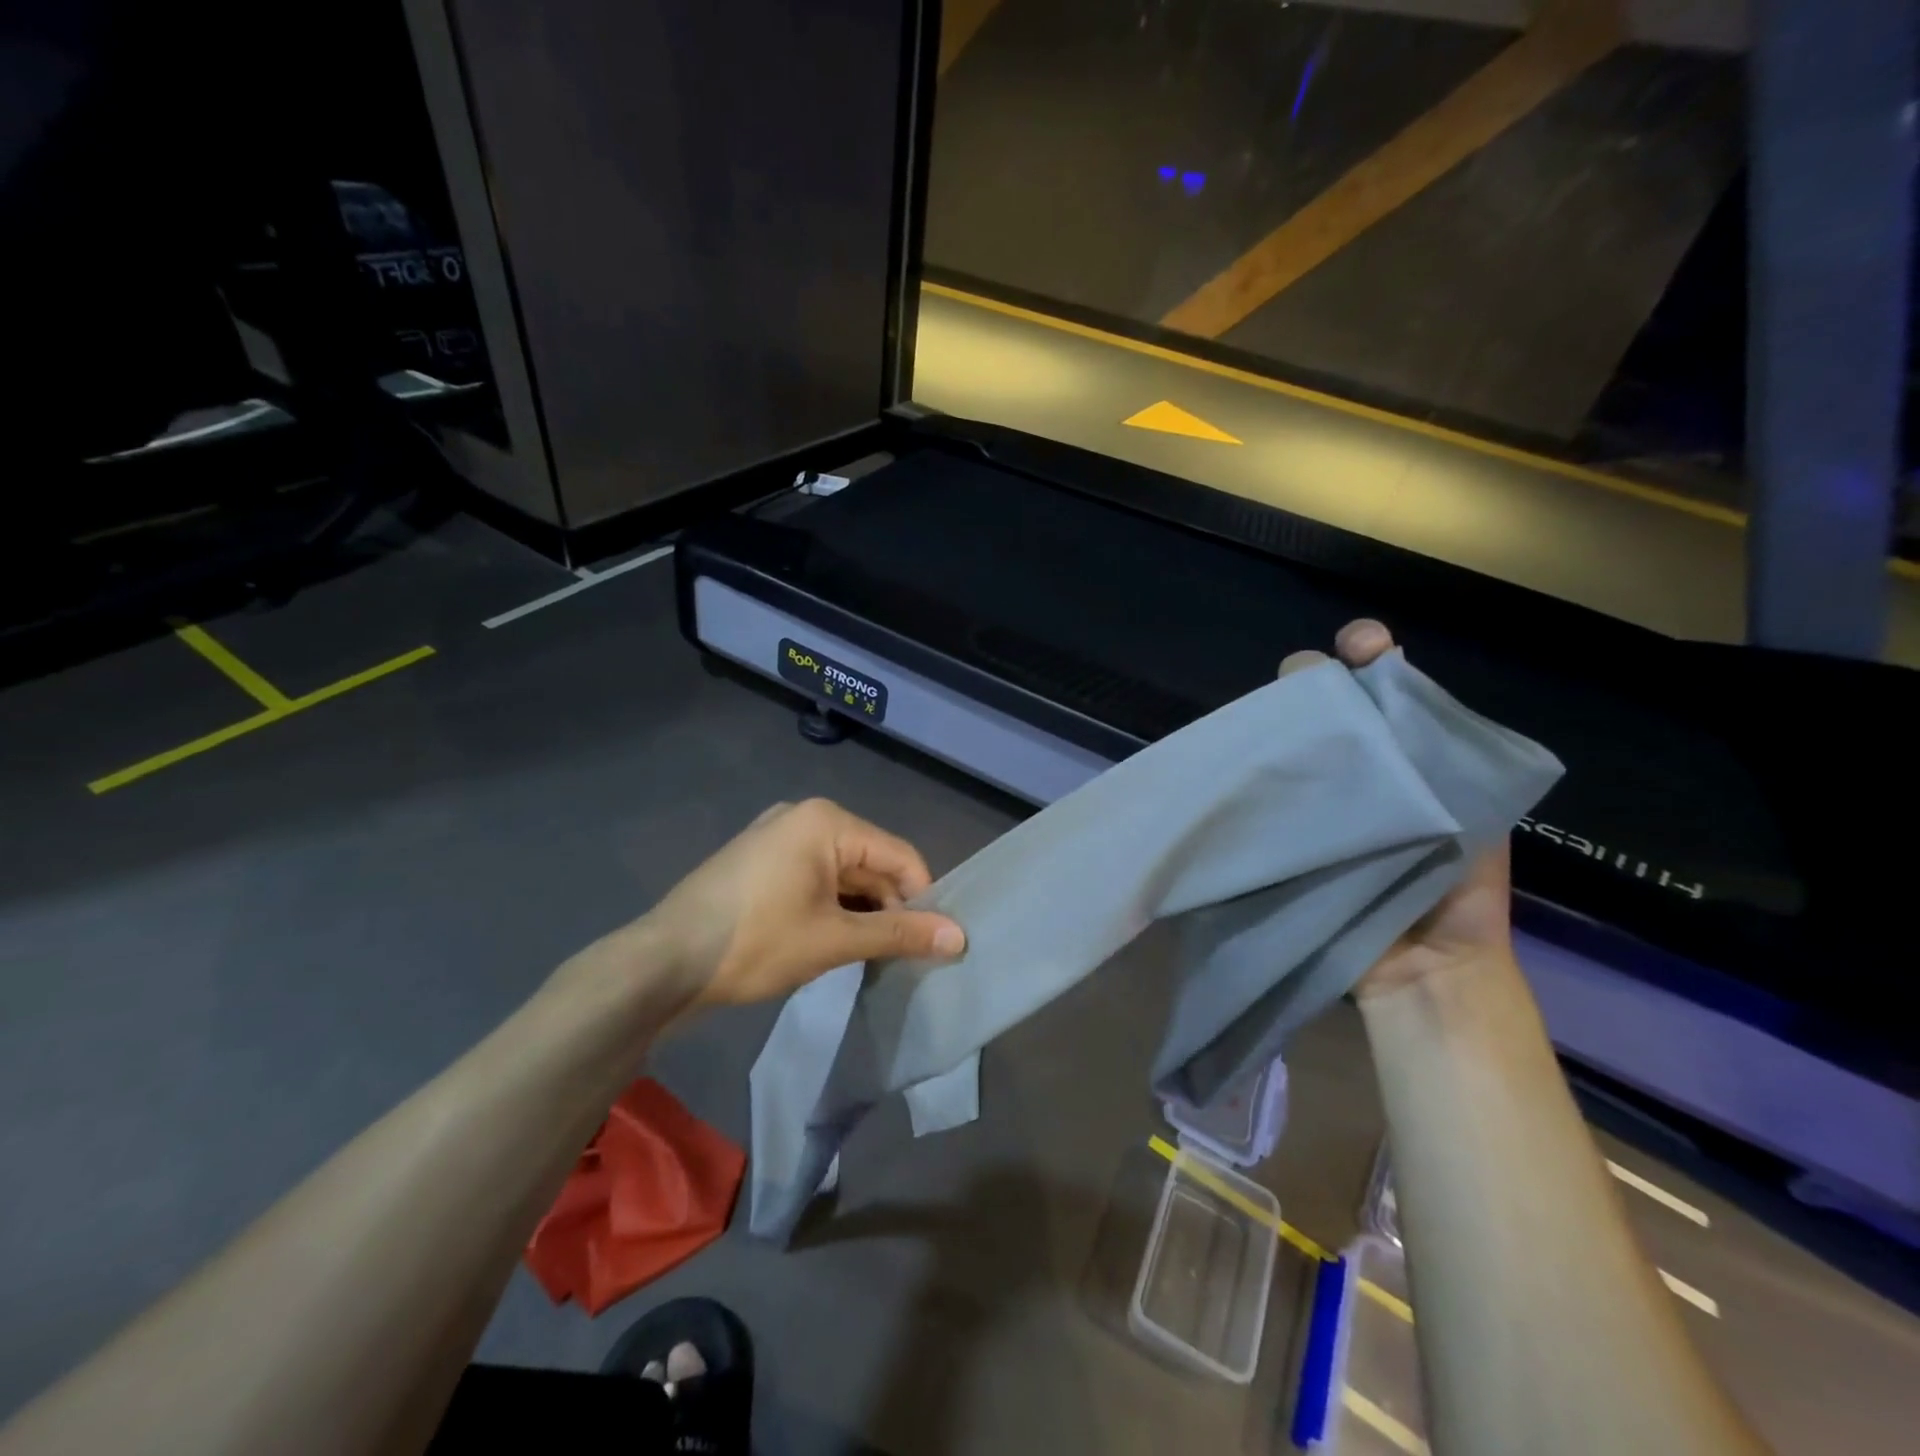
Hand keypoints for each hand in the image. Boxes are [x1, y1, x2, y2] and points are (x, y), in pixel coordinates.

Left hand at [638, 798, 966, 1009]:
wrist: (663, 963)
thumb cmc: (756, 942)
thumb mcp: (834, 940)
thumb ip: (899, 934)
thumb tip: (959, 938)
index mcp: (827, 821)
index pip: (899, 856)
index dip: (922, 899)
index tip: (933, 944)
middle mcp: (804, 817)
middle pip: (869, 863)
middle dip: (888, 908)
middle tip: (902, 957)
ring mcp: (776, 837)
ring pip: (841, 874)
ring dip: (860, 912)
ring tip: (870, 957)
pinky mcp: (759, 862)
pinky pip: (813, 879)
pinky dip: (831, 908)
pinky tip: (834, 944)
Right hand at [1280, 619, 1515, 998]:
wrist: (1424, 968)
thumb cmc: (1459, 890)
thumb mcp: (1471, 809)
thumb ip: (1440, 748)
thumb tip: (1387, 680)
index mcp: (1408, 750)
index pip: (1382, 682)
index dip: (1368, 652)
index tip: (1361, 646)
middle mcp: (1357, 763)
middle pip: (1323, 701)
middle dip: (1312, 679)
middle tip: (1306, 685)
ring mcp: (1314, 796)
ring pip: (1289, 738)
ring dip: (1279, 721)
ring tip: (1270, 721)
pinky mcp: (1281, 830)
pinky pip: (1264, 789)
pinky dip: (1252, 770)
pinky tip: (1240, 759)